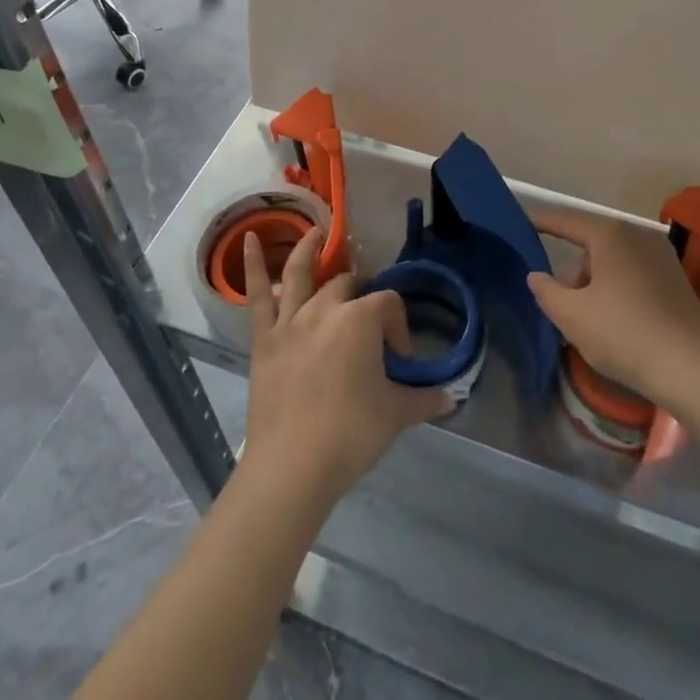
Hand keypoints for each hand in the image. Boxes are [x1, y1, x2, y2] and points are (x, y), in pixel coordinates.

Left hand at [240, 228, 451, 503]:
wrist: (292, 466)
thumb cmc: (350, 435)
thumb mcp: (396, 415)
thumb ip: (424, 399)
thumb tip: (451, 397)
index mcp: (361, 320)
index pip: (389, 305)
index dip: (399, 329)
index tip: (400, 362)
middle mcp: (325, 309)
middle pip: (348, 285)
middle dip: (362, 295)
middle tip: (368, 319)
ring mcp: (290, 320)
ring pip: (301, 273)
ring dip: (311, 248)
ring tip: (319, 232)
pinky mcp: (263, 338)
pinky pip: (256, 295)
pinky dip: (252, 264)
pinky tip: (248, 239)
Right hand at [529, 209, 699, 413]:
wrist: (695, 371)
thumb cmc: (625, 335)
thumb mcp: (572, 316)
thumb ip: (546, 291)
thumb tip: (536, 275)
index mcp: (610, 235)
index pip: (566, 222)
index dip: (542, 222)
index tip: (522, 222)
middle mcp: (638, 236)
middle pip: (591, 245)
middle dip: (574, 272)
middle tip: (564, 306)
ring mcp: (662, 257)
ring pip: (614, 262)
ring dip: (597, 284)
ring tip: (592, 323)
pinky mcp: (678, 281)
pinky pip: (635, 276)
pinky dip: (619, 291)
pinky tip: (619, 324)